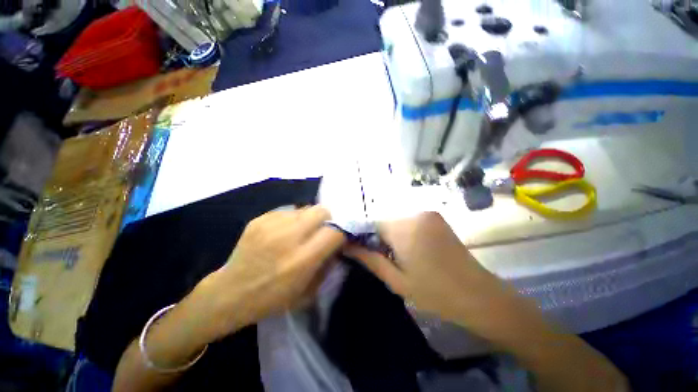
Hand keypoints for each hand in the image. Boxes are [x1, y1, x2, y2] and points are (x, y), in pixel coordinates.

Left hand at [198, 206, 345, 339]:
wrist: (230, 293)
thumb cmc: (271, 299)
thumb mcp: (308, 292)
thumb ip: (327, 264)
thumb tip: (337, 243)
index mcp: (302, 260)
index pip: (334, 232)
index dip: (341, 232)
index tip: (338, 237)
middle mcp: (288, 238)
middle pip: (321, 211)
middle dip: (327, 219)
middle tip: (321, 230)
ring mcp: (271, 225)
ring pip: (305, 209)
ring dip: (308, 219)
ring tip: (299, 232)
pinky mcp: (259, 219)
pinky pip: (288, 212)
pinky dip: (291, 220)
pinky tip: (282, 233)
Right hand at [344, 212, 509, 327]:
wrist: (478, 295)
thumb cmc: (435, 293)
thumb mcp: (396, 280)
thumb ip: (369, 259)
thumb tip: (346, 245)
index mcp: (405, 229)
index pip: (371, 224)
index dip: (363, 236)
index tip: (362, 251)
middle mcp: (416, 214)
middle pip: (384, 221)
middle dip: (378, 237)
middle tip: (383, 258)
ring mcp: (428, 213)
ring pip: (396, 221)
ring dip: (391, 235)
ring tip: (398, 256)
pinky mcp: (435, 217)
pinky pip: (409, 221)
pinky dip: (403, 232)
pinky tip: (411, 250)